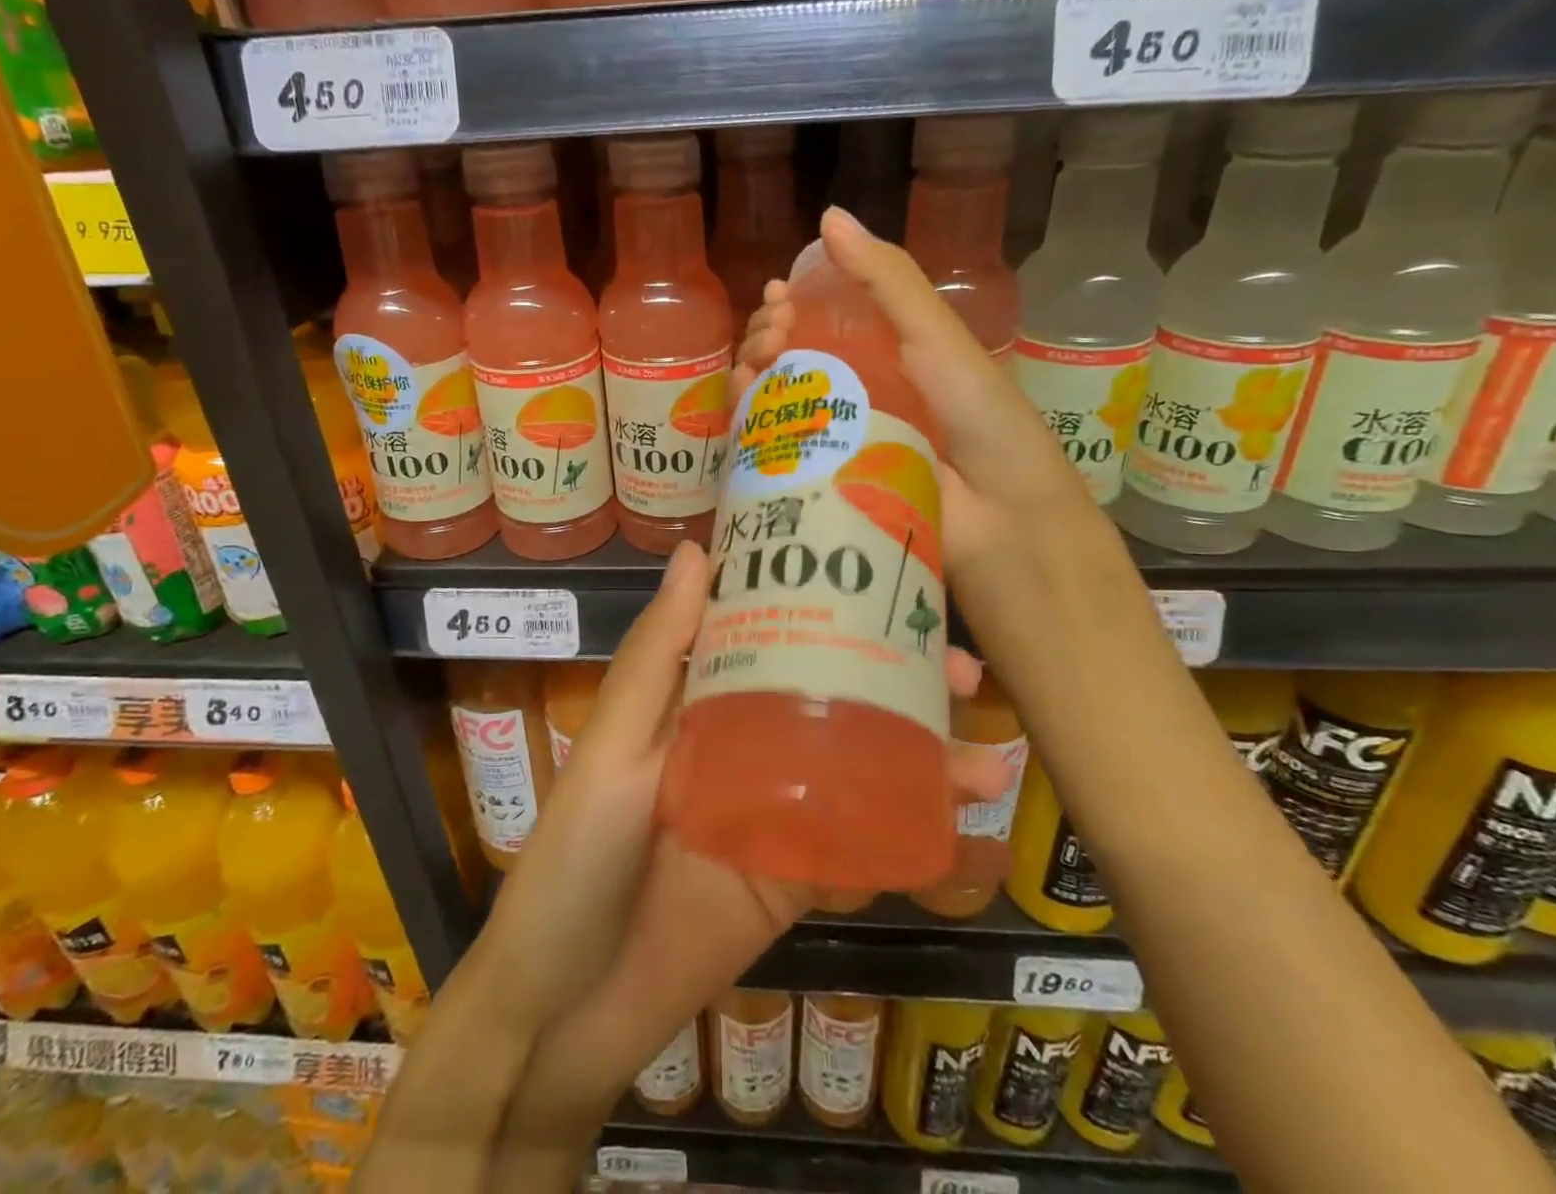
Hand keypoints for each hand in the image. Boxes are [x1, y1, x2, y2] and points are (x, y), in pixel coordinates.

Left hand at [479, 539, 1013, 1103]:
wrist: (567, 1005)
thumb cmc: (578, 853)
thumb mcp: (614, 743)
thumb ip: (658, 654)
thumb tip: (697, 550)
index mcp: (698, 700)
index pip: (770, 632)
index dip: (829, 607)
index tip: (892, 585)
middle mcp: (742, 744)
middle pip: (830, 696)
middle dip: (899, 683)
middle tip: (965, 672)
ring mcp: (774, 812)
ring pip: (858, 768)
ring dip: (923, 761)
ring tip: (989, 764)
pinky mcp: (792, 881)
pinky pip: (859, 849)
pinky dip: (909, 836)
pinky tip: (962, 828)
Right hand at [738, 209, 1133, 679]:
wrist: (1008, 543)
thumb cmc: (986, 433)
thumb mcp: (941, 348)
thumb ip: (891, 285)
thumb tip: (830, 217)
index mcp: (892, 365)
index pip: (827, 322)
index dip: (797, 303)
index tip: (778, 298)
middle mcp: (859, 403)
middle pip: (795, 359)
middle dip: (770, 337)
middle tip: (769, 337)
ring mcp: (836, 449)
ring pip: (777, 402)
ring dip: (755, 376)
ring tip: (755, 368)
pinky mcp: (819, 492)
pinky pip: (773, 450)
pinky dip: (751, 423)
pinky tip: (744, 406)